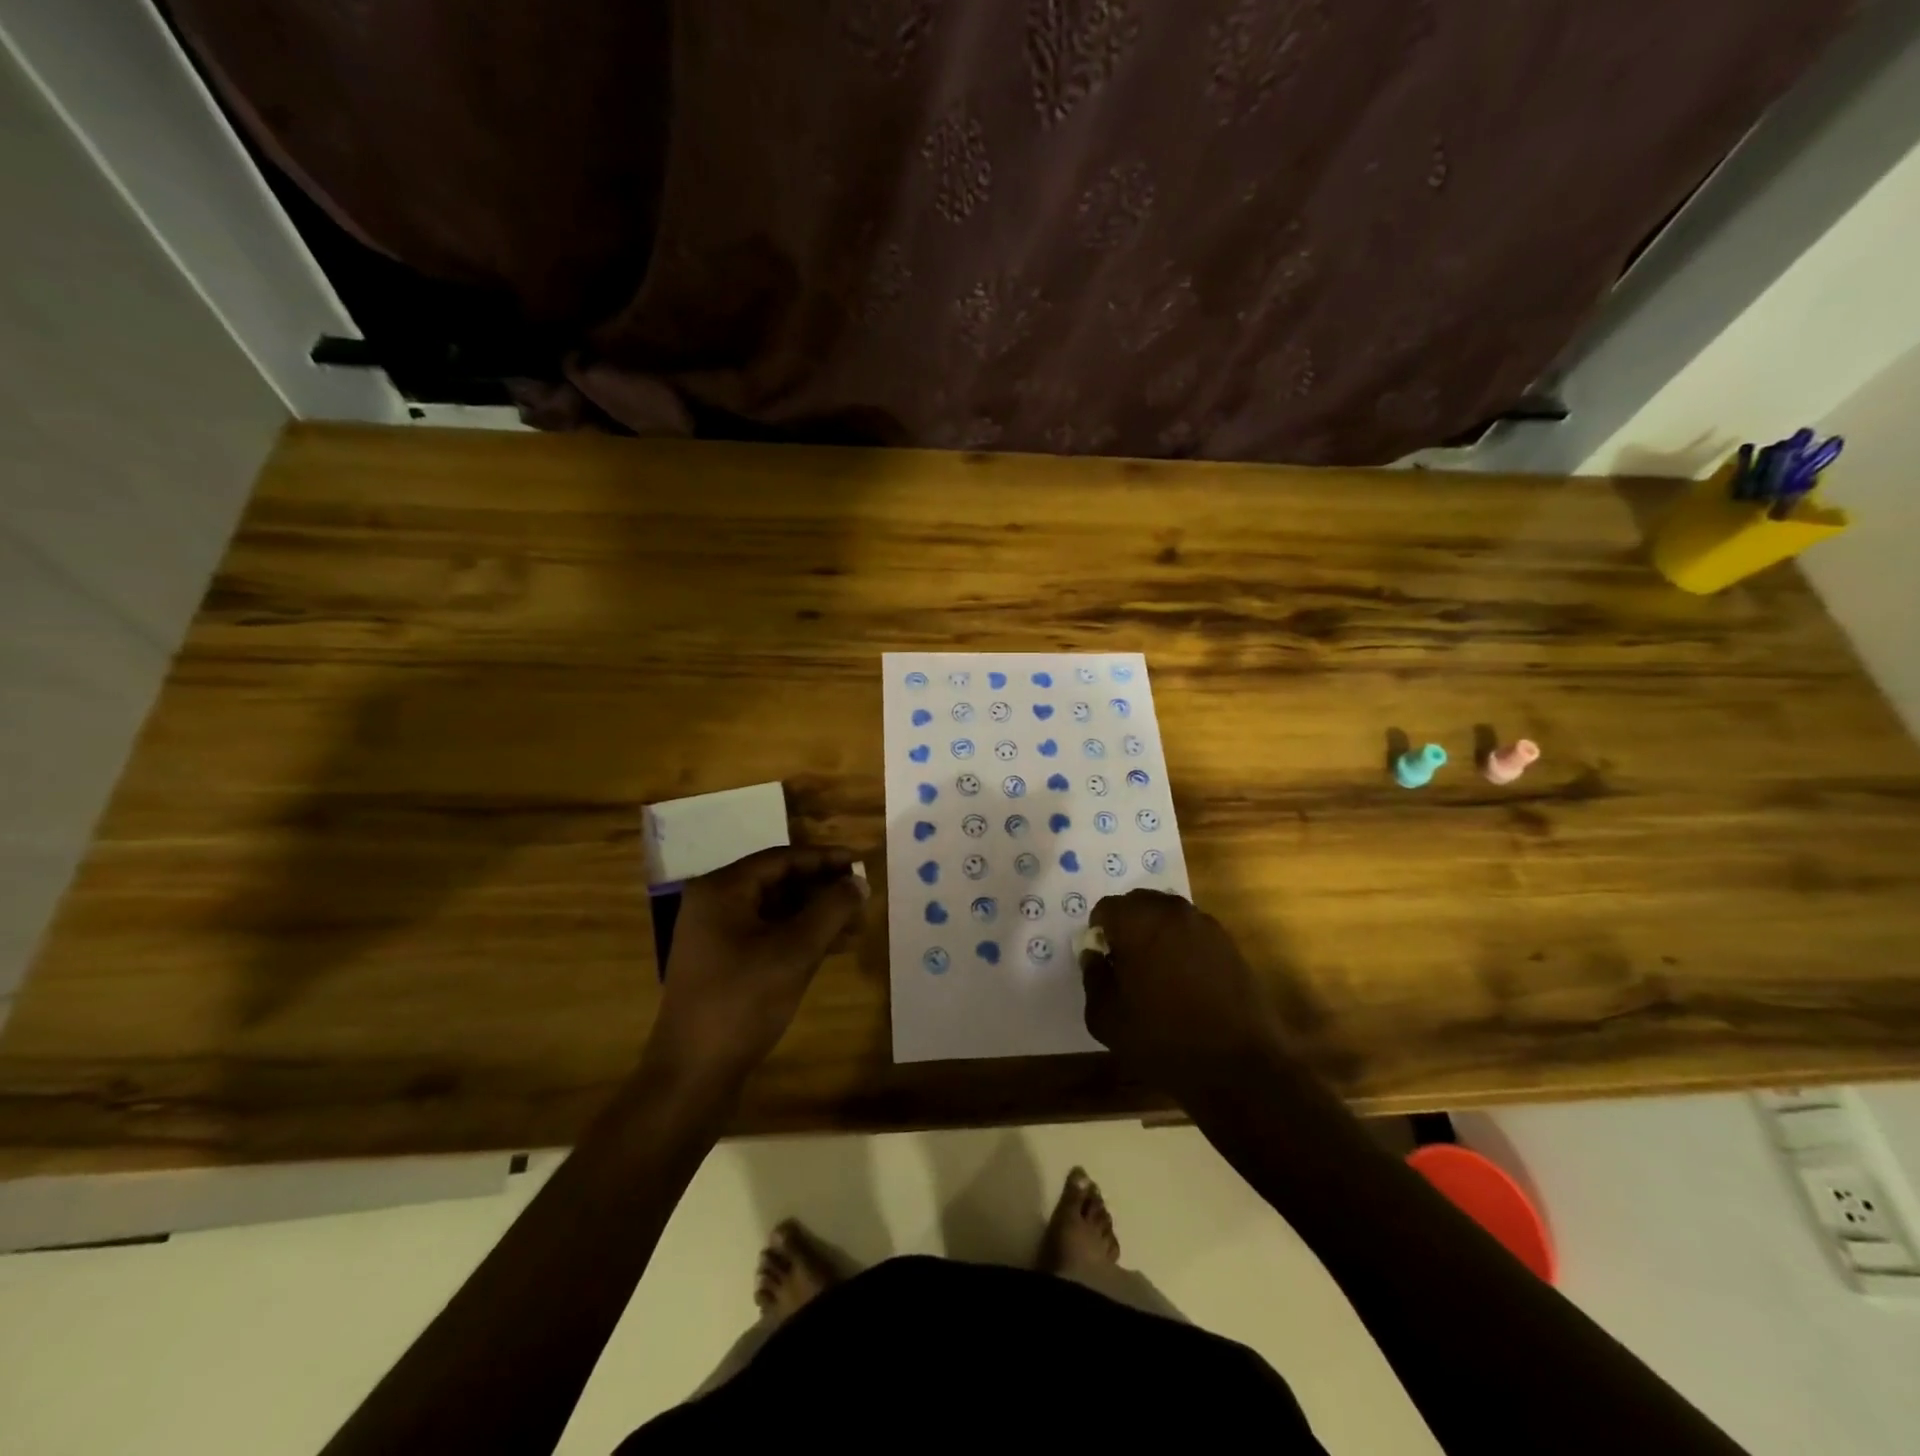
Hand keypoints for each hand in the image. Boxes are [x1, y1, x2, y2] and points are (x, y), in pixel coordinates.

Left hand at [646, 847, 866, 1089]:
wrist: (693, 1074)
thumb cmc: (742, 1002)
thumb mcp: (794, 951)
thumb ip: (831, 910)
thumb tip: (859, 882)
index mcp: (722, 890)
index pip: (782, 859)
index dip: (824, 859)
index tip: (861, 864)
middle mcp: (715, 905)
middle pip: (779, 883)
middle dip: (823, 890)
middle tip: (863, 897)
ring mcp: (717, 936)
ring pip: (777, 911)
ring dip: (817, 915)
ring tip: (858, 925)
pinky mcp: (725, 963)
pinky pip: (769, 935)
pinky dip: (801, 937)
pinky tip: (835, 947)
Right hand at [1081, 889, 1286, 1095]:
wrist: (1238, 1064)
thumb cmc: (1163, 1039)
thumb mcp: (1107, 1018)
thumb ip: (1093, 978)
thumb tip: (1094, 956)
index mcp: (1137, 922)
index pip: (1106, 908)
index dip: (1099, 933)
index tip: (1104, 962)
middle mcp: (1171, 911)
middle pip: (1138, 903)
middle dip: (1127, 926)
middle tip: (1127, 964)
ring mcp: (1205, 924)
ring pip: (1168, 915)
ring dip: (1156, 933)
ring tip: (1157, 973)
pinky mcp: (1228, 942)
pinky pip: (1193, 931)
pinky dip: (1182, 945)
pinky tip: (1186, 981)